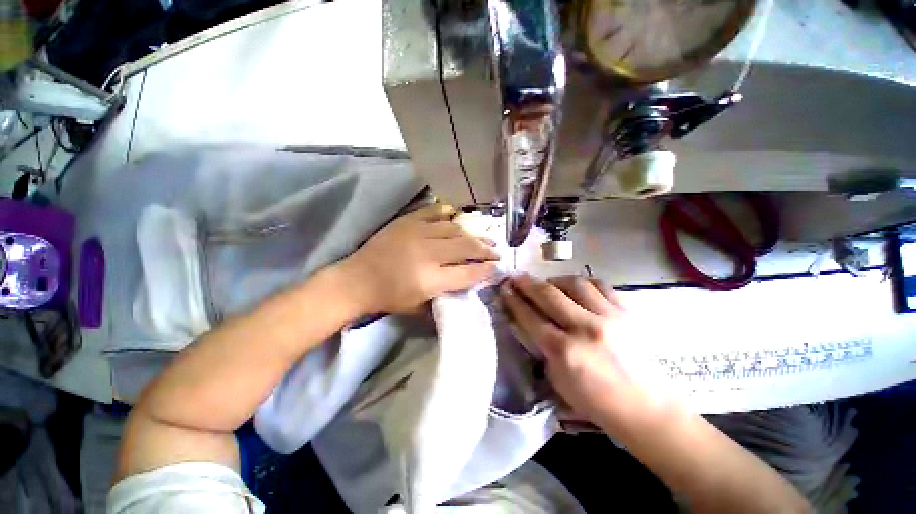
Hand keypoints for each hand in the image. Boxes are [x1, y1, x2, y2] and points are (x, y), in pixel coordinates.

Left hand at [339, 203, 499, 314]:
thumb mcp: (420, 307)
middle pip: (466, 248)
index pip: (469, 273)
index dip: (487, 270)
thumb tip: (470, 282)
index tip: (498, 267)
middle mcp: (428, 253)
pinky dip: (449, 214)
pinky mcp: (408, 221)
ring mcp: (417, 233)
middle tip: (497, 251)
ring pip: (455, 229)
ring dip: (473, 234)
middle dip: (486, 250)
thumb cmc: (389, 298)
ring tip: (485, 236)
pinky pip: (434, 212)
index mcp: (431, 279)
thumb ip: (447, 294)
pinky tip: (459, 217)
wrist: (357, 280)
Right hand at [500, 274, 665, 431]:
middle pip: (548, 295)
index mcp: (564, 351)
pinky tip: (575, 287)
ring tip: (547, 283)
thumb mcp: (559, 381)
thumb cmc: (598, 404)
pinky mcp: (626, 312)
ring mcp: (608, 317)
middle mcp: (584, 328)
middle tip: (517, 277)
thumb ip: (544, 349)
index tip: (505, 288)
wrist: (647, 409)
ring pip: (574, 283)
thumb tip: (533, 325)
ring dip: (554, 280)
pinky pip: (600, 285)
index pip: (530, 317)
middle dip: (527, 283)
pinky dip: (582, 282)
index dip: (514, 300)